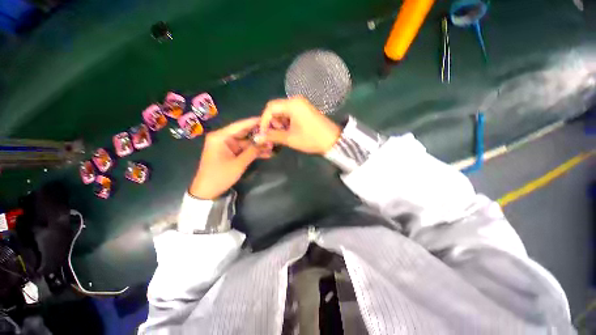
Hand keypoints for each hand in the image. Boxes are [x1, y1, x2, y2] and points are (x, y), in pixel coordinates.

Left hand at [189, 117, 272, 199]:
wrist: (207, 191)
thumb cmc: (220, 176)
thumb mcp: (238, 163)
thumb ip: (253, 151)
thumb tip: (267, 142)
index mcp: (221, 137)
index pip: (240, 125)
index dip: (255, 122)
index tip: (268, 120)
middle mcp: (223, 138)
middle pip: (244, 133)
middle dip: (259, 135)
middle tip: (273, 133)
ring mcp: (227, 146)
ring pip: (246, 142)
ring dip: (258, 145)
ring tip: (273, 145)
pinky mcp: (231, 153)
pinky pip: (244, 149)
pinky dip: (253, 151)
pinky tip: (266, 153)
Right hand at [259, 97, 340, 153]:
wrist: (333, 140)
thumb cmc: (311, 139)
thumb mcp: (290, 139)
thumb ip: (273, 136)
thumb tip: (257, 137)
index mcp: (292, 104)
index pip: (270, 108)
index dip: (264, 121)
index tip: (263, 133)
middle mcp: (296, 100)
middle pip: (276, 108)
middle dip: (272, 122)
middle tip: (274, 135)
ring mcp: (301, 104)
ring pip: (282, 111)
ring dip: (279, 123)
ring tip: (283, 135)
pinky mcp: (305, 109)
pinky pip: (290, 113)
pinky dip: (286, 122)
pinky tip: (289, 131)